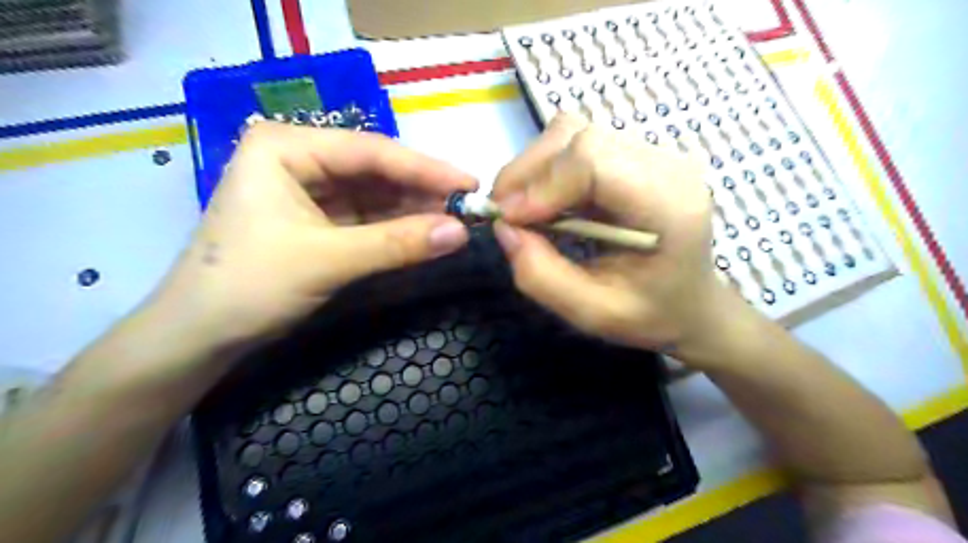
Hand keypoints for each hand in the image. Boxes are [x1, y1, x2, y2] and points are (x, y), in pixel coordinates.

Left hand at [151, 121, 475, 349]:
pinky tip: (425, 231)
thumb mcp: (328, 260)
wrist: (199, 336)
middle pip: (375, 170)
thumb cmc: (250, 285)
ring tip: (454, 220)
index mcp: (285, 147)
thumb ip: (397, 244)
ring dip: (413, 209)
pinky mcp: (317, 218)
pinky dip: (396, 226)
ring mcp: (308, 189)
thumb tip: (461, 233)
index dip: (426, 169)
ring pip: (374, 194)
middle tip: (467, 206)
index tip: (470, 184)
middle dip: (421, 190)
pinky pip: (367, 216)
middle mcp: (298, 158)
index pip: (371, 151)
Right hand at [494, 113, 738, 353]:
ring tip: (523, 208)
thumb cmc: (650, 315)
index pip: (593, 161)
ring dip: (536, 168)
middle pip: (579, 137)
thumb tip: (503, 228)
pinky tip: (547, 201)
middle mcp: (666, 166)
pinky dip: (549, 169)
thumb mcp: (592, 313)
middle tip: (506, 214)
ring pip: (574, 133)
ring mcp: (653, 154)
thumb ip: (541, 276)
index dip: (541, 185)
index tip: (509, 220)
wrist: (691, 304)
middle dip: (528, 173)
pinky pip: (579, 144)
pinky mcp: (636, 156)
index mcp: (668, 205)